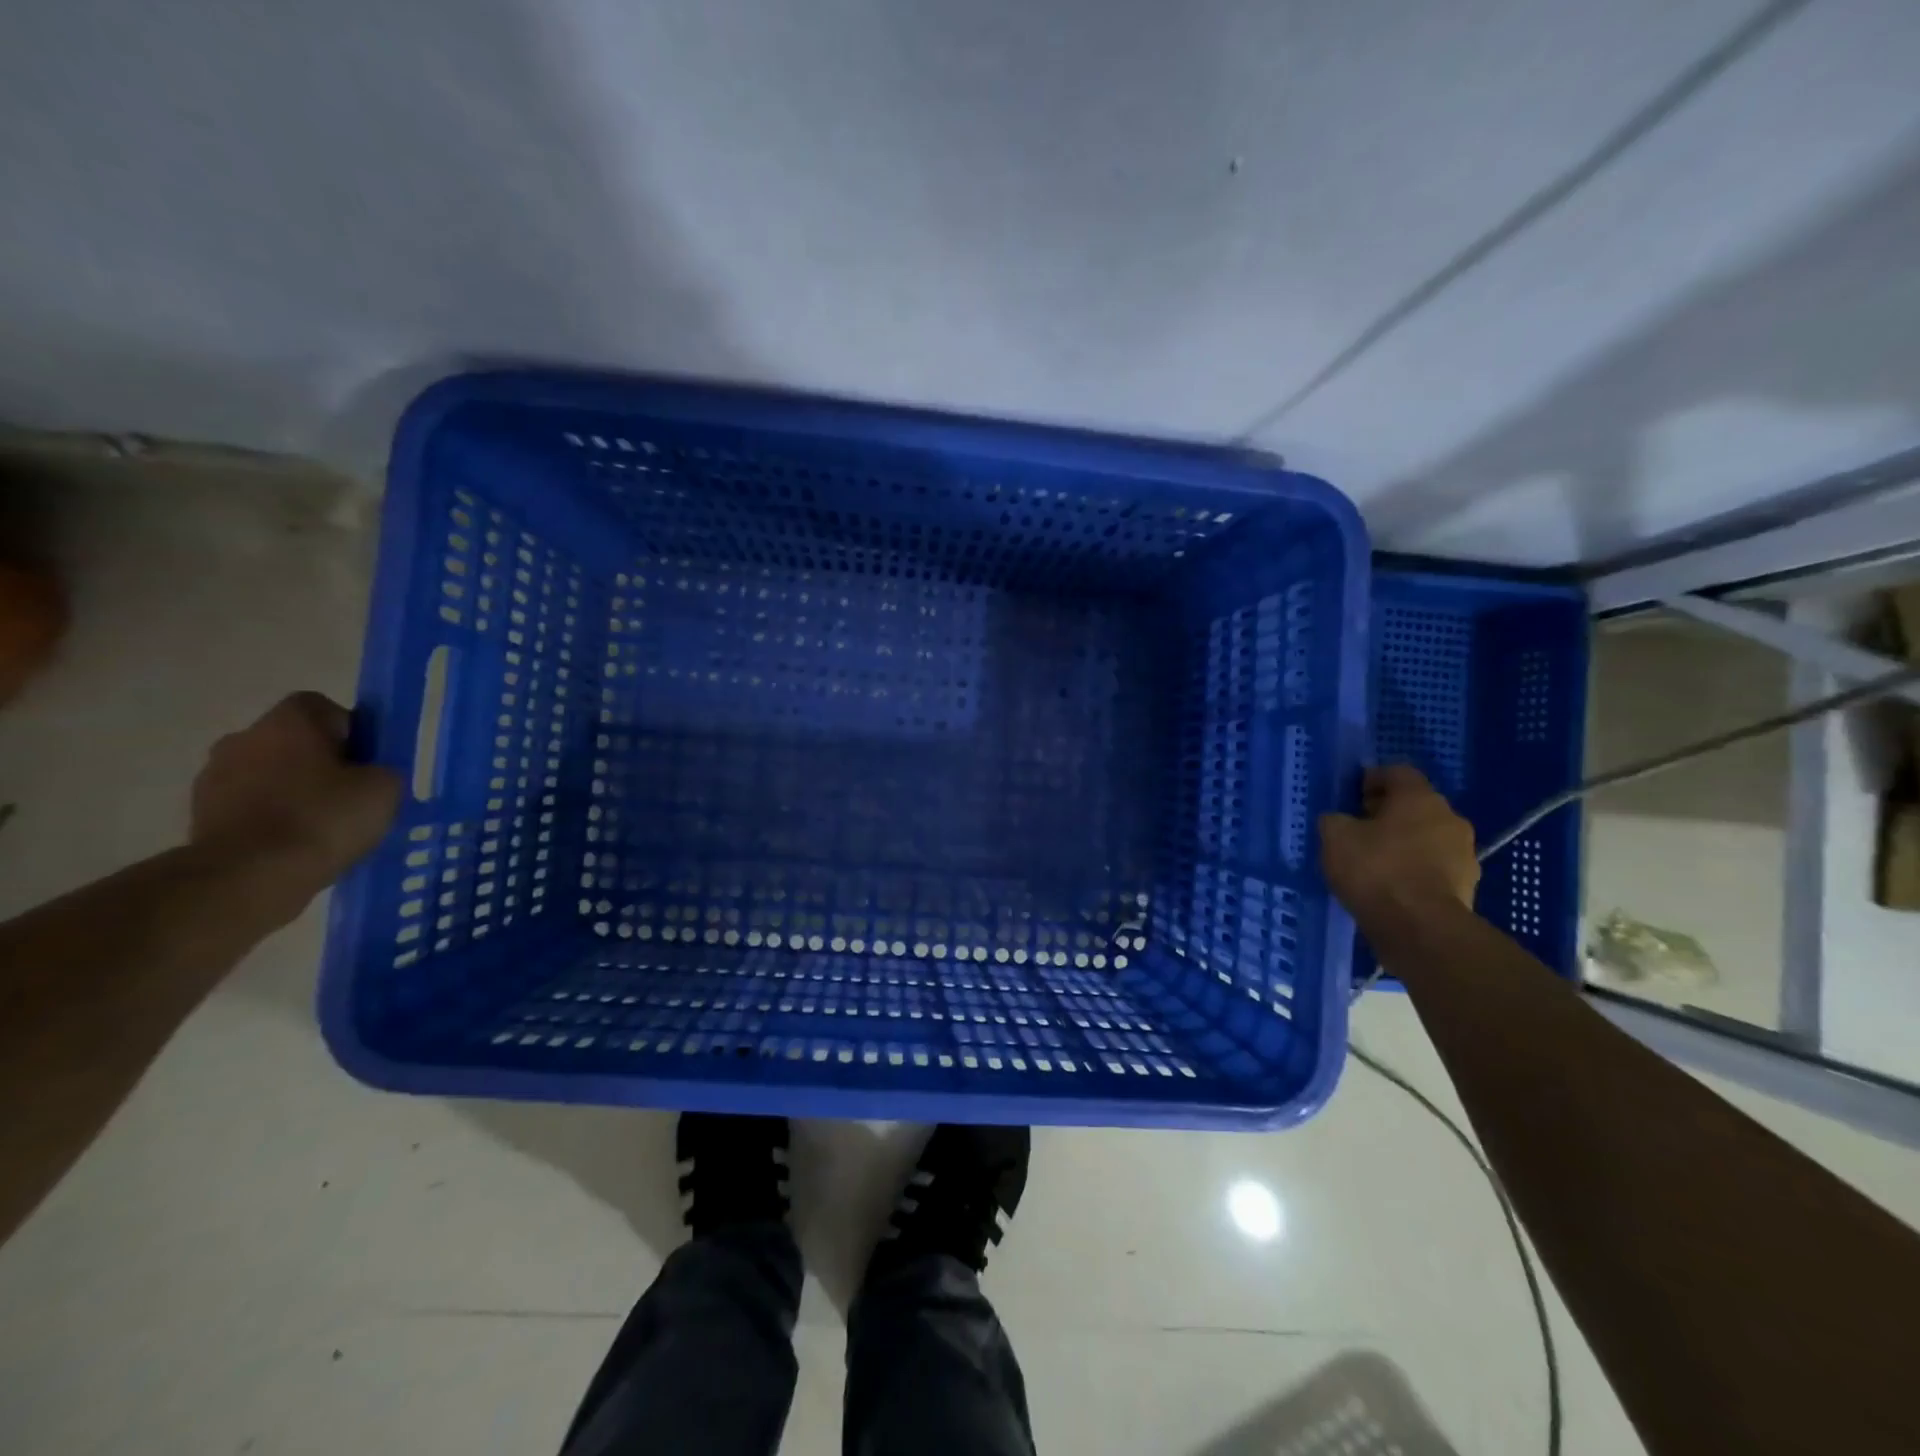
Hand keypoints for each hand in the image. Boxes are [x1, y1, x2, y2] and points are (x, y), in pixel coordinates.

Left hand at [190, 693, 401, 894]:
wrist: (249, 875)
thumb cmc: (324, 817)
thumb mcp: (385, 788)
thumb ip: (382, 770)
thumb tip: (369, 774)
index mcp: (288, 721)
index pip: (322, 707)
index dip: (350, 730)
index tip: (367, 761)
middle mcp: (243, 737)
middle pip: (292, 741)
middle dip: (320, 762)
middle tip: (351, 795)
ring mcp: (214, 777)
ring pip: (268, 774)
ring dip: (292, 791)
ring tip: (323, 826)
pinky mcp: (201, 815)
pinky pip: (249, 806)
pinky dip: (271, 818)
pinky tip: (295, 844)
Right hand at [1319, 765, 1478, 915]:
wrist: (1421, 928)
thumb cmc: (1376, 869)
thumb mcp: (1335, 837)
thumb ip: (1335, 820)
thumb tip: (1340, 820)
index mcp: (1419, 798)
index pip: (1398, 772)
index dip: (1373, 779)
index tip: (1353, 796)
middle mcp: (1449, 818)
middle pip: (1416, 805)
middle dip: (1389, 813)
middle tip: (1360, 829)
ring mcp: (1464, 853)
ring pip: (1428, 837)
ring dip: (1405, 843)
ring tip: (1375, 862)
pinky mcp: (1468, 886)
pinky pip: (1435, 867)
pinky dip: (1415, 870)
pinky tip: (1392, 887)